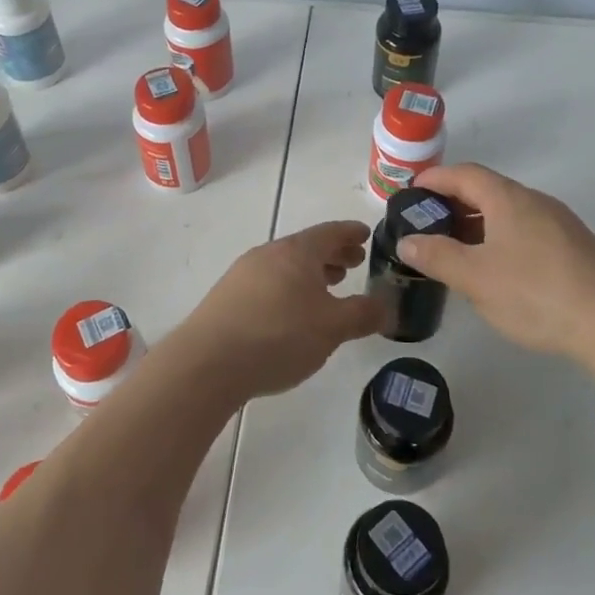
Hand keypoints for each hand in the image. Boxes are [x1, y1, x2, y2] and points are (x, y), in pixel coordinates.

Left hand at [169, 221, 386, 400]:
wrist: (207, 363)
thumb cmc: (279, 336)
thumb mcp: (332, 328)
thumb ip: (363, 314)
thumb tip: (387, 306)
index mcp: (297, 251)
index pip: (331, 232)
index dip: (351, 233)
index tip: (366, 234)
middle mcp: (268, 253)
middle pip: (307, 246)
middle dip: (333, 253)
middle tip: (354, 262)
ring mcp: (243, 273)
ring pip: (286, 265)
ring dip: (310, 272)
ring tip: (328, 287)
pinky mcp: (227, 296)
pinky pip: (268, 281)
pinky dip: (289, 287)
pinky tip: (292, 311)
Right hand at [396, 163, 594, 362]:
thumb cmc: (535, 293)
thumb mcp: (475, 277)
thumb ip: (436, 256)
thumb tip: (407, 240)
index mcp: (508, 199)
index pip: (464, 174)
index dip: (434, 179)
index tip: (411, 191)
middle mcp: (535, 201)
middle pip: (487, 190)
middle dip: (454, 203)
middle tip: (428, 225)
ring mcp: (560, 223)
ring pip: (509, 212)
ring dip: (479, 223)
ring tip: (458, 250)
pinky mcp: (576, 248)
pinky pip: (528, 230)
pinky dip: (502, 238)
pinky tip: (499, 269)